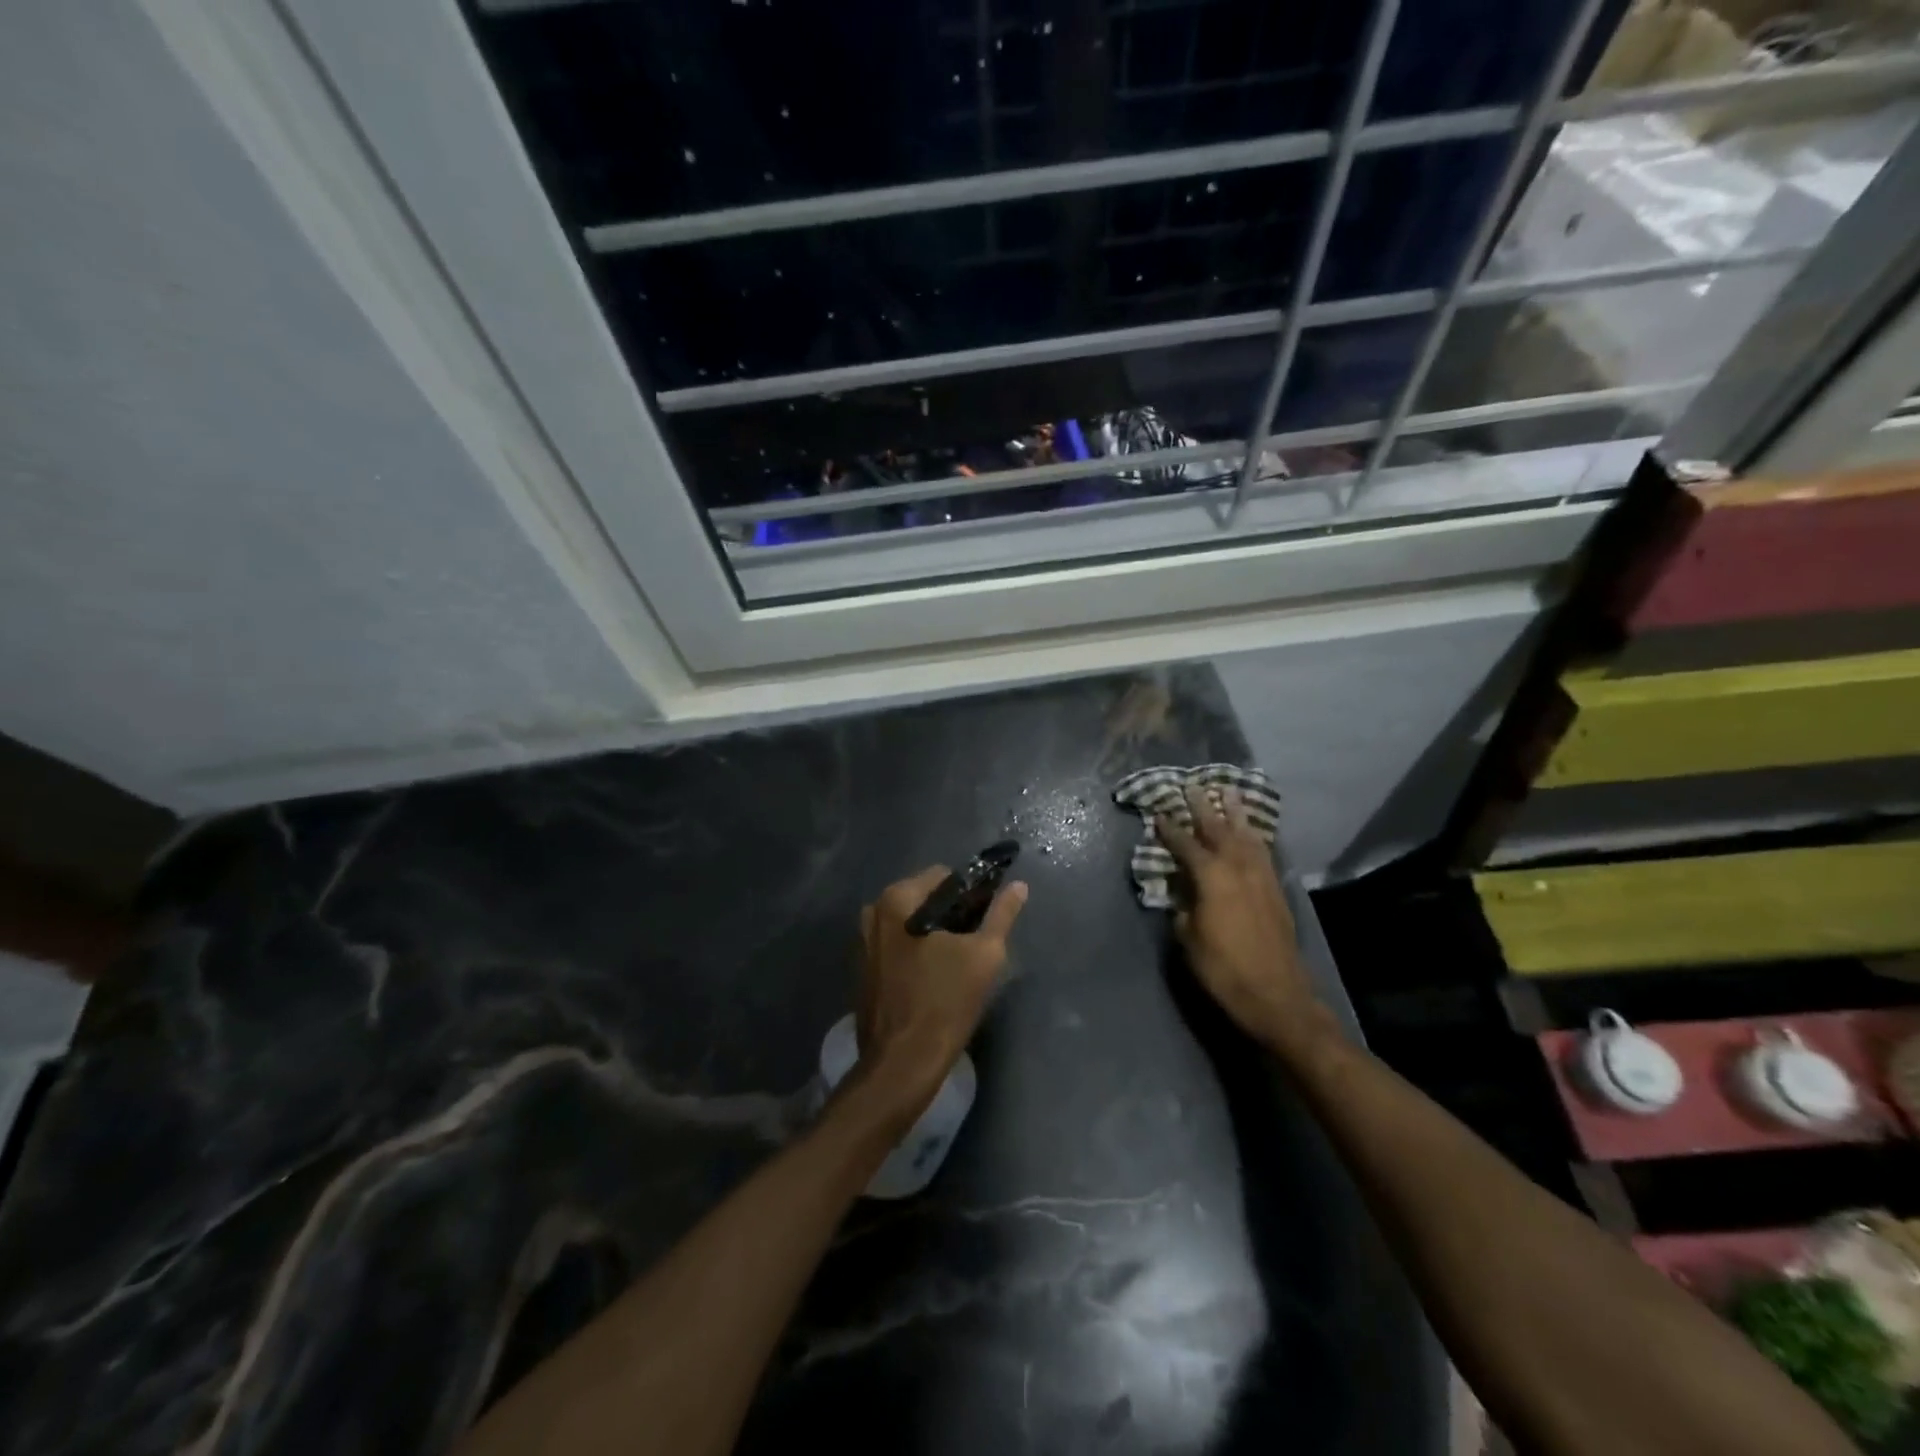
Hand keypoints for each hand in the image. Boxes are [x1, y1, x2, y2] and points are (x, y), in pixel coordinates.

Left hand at [855, 867, 1027, 1116]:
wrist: (902, 1064)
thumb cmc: (944, 1003)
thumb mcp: (984, 955)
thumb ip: (1002, 914)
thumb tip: (1018, 886)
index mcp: (896, 900)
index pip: (943, 876)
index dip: (970, 893)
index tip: (985, 918)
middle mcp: (873, 912)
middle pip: (924, 899)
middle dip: (951, 915)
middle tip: (974, 943)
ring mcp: (863, 941)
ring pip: (910, 923)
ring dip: (934, 935)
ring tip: (958, 962)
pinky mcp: (863, 968)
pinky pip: (897, 945)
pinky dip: (916, 951)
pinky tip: (934, 977)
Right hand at [1156, 786, 1315, 1046]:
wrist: (1276, 995)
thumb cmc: (1223, 969)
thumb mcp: (1189, 938)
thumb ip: (1183, 907)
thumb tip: (1181, 891)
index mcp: (1211, 877)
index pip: (1186, 844)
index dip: (1170, 829)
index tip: (1158, 812)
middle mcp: (1238, 867)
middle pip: (1218, 828)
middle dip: (1204, 806)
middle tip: (1193, 784)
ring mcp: (1261, 876)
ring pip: (1246, 834)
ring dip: (1235, 813)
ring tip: (1228, 792)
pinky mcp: (1276, 889)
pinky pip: (1263, 850)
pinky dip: (1254, 835)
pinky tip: (1250, 830)